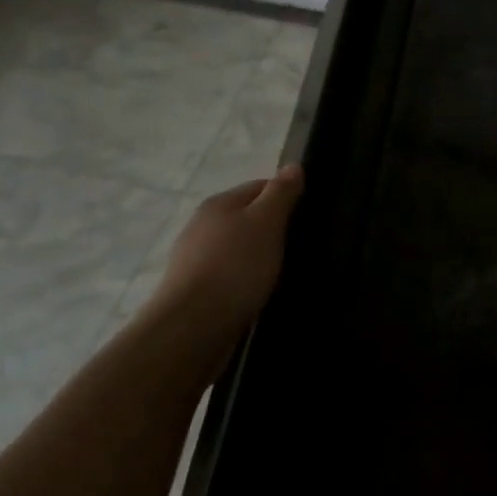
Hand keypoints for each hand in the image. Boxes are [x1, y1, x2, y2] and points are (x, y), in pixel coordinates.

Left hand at [150, 166, 302, 351]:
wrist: (190, 329)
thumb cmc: (235, 266)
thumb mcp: (267, 222)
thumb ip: (281, 193)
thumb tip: (292, 166)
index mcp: (219, 203)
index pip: (261, 186)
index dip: (286, 197)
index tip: (306, 216)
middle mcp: (202, 226)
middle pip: (247, 218)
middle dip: (272, 229)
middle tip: (299, 245)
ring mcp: (194, 260)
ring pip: (238, 249)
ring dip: (259, 257)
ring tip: (282, 273)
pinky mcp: (193, 292)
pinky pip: (228, 276)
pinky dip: (245, 281)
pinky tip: (258, 293)